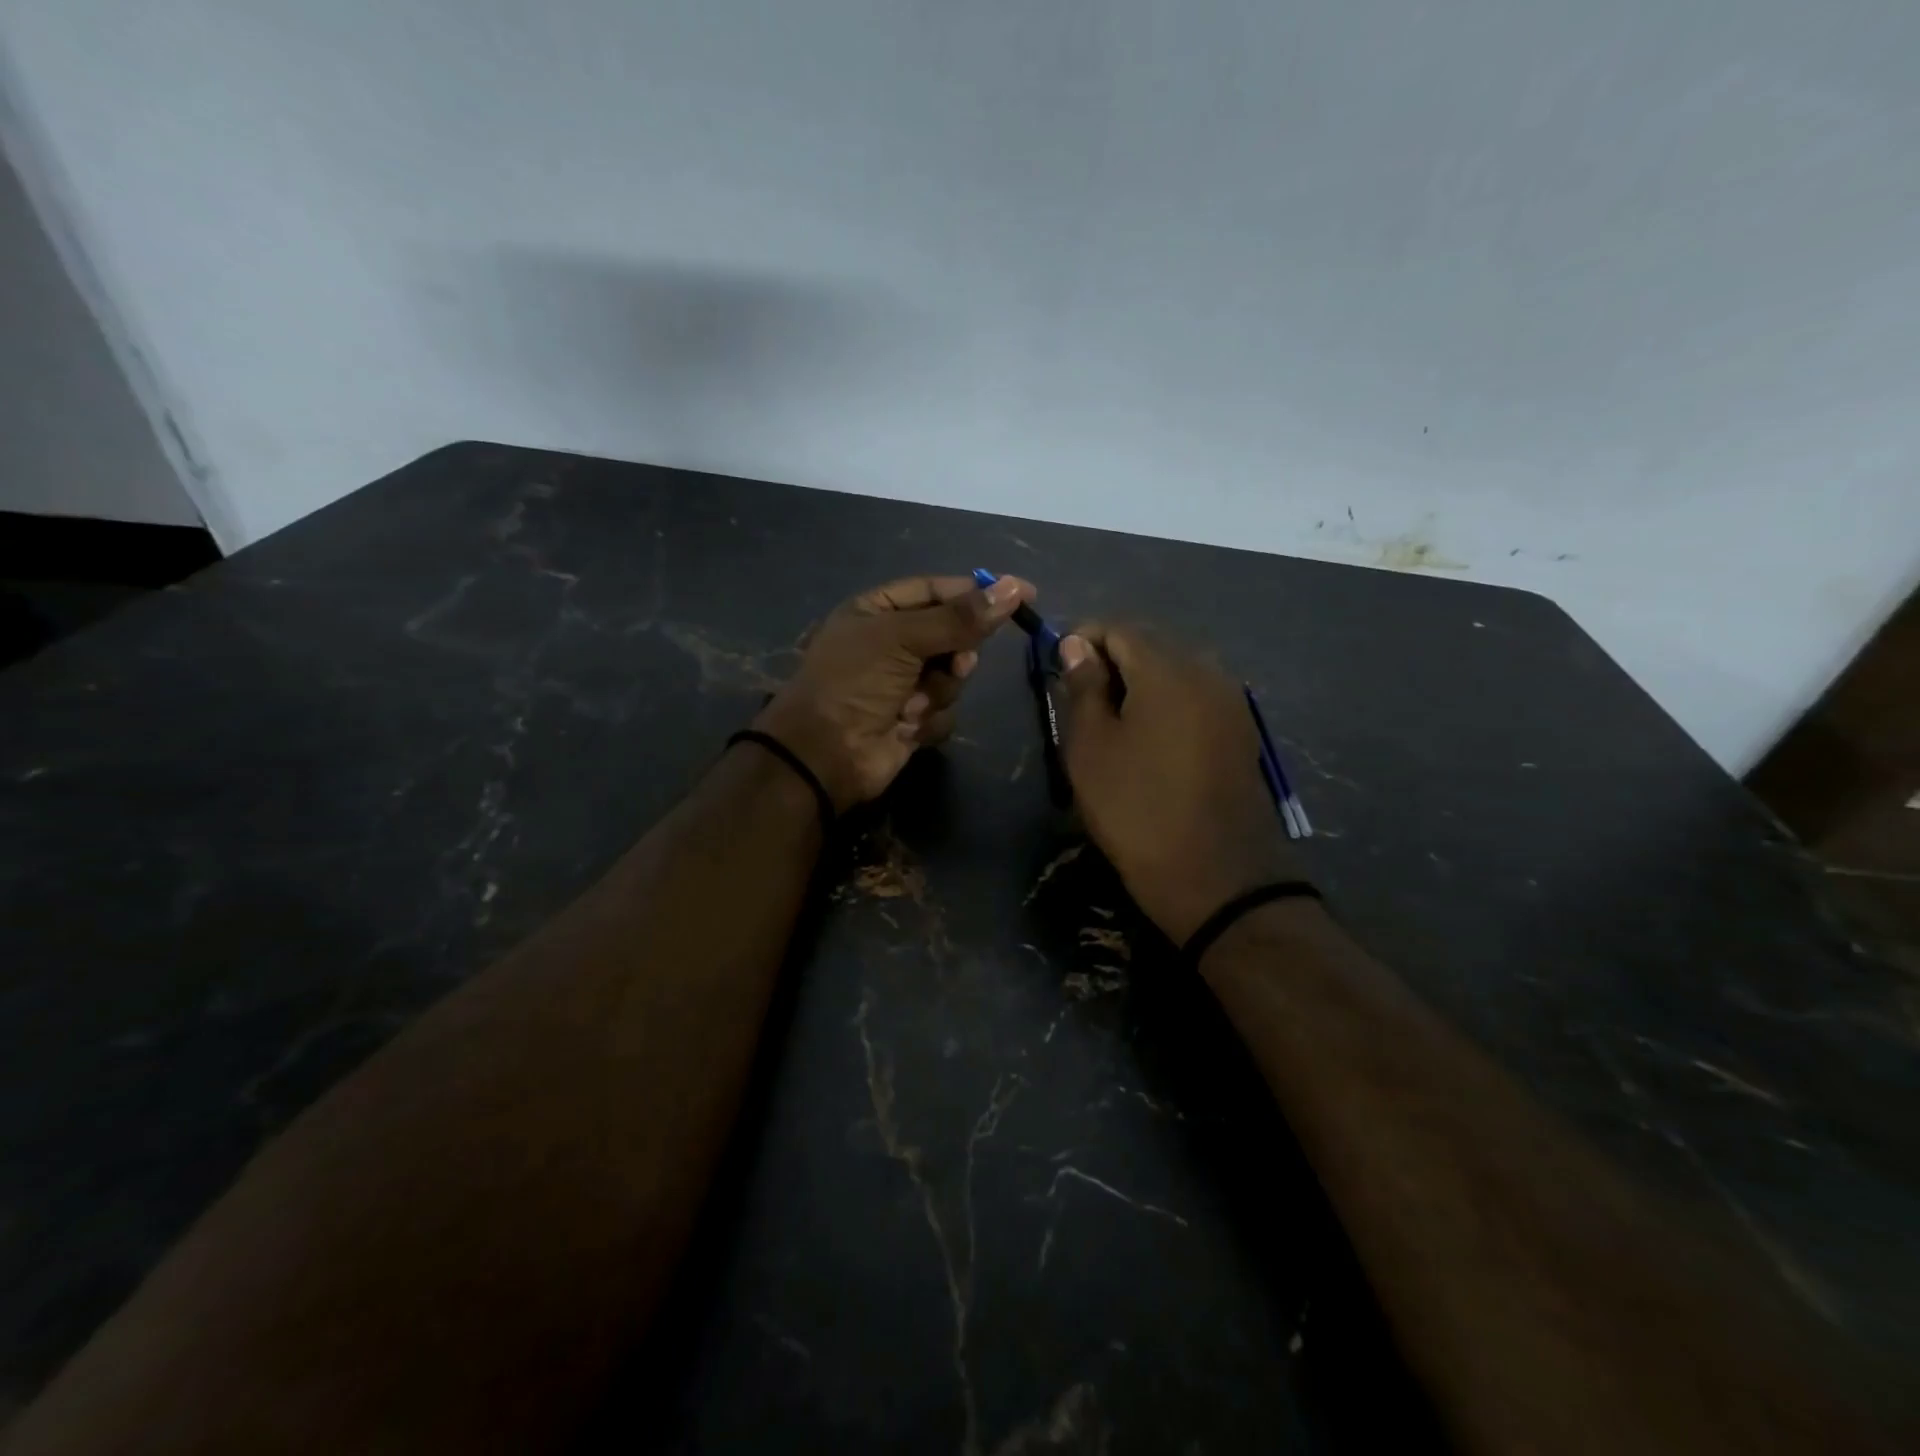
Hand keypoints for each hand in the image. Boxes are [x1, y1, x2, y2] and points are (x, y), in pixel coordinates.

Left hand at [753, 573, 1034, 809]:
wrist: (825, 755)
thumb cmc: (854, 682)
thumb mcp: (902, 638)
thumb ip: (959, 618)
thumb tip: (1011, 588)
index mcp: (878, 611)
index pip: (937, 590)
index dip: (978, 592)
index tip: (1023, 595)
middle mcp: (891, 644)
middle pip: (952, 634)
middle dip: (956, 652)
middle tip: (955, 664)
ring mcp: (903, 683)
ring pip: (953, 676)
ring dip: (938, 690)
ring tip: (912, 703)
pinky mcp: (912, 719)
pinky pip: (945, 710)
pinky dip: (929, 718)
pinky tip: (906, 727)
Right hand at [1056, 625, 1305, 943]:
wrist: (1217, 877)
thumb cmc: (1137, 809)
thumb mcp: (1091, 748)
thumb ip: (1083, 687)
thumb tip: (1076, 644)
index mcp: (1168, 669)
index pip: (1118, 628)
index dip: (1082, 639)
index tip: (1056, 669)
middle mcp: (1207, 671)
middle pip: (1151, 644)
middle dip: (1111, 659)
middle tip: (1079, 698)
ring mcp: (1231, 701)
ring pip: (1175, 670)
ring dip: (1139, 682)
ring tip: (1110, 720)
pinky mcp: (1240, 731)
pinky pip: (1196, 696)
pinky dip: (1166, 702)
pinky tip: (1148, 737)